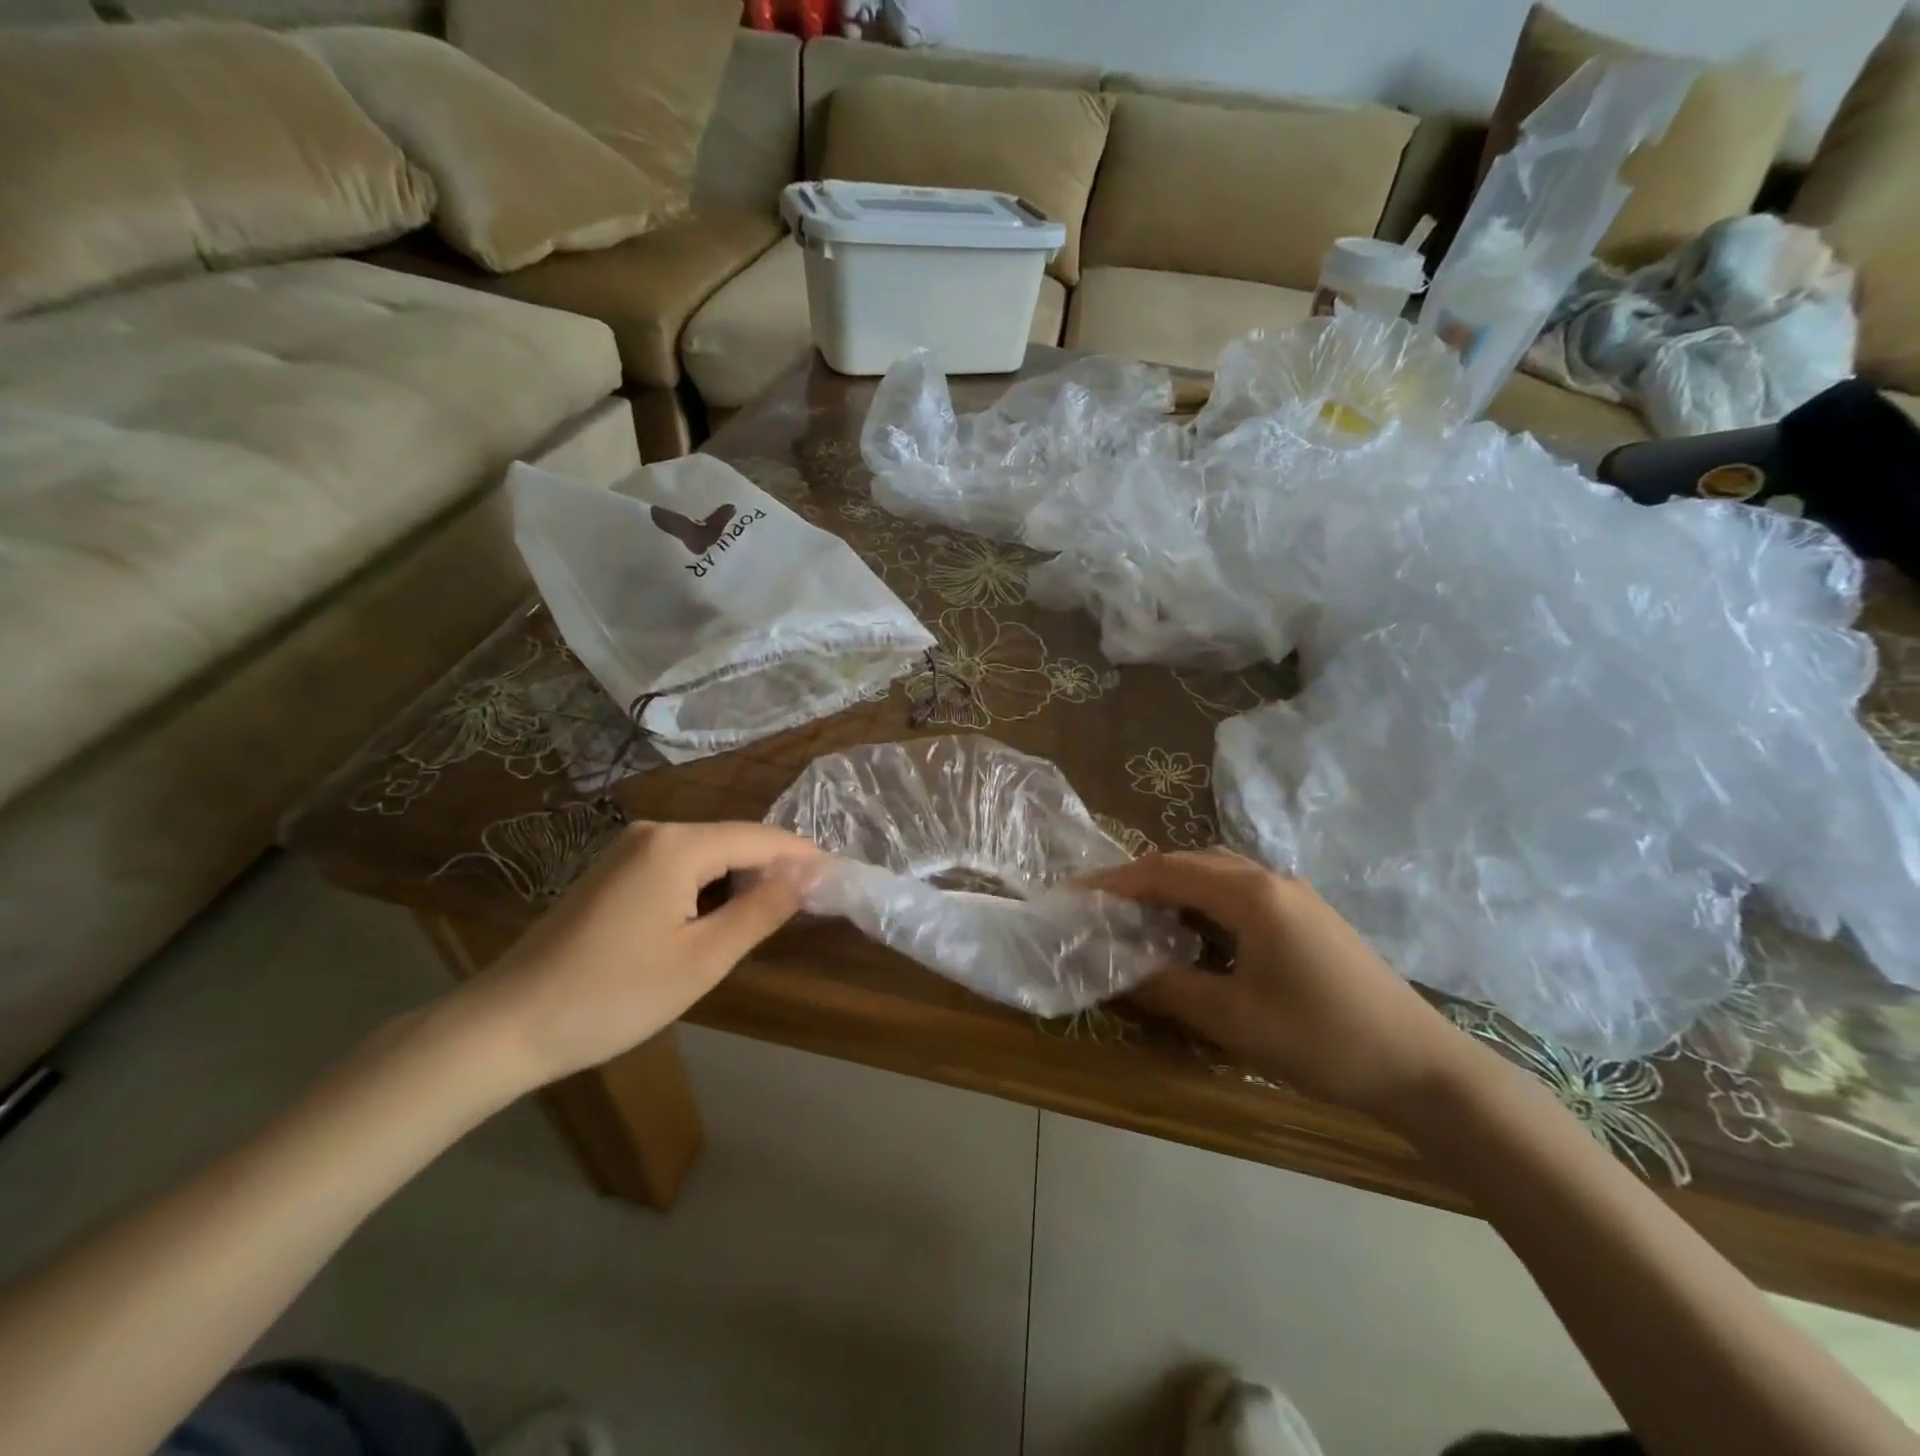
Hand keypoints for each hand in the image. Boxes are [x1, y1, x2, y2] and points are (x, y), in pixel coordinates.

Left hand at [451, 821, 819, 1091]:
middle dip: (773, 869)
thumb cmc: (613, 995)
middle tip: (808, 908)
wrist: (505, 1026)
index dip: (803, 857)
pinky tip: (714, 919)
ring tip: (768, 918)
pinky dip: (707, 887)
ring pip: (706, 854)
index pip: (760, 838)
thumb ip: (763, 909)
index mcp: (678, 845)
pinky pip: (678, 866)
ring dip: (740, 880)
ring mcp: (627, 849)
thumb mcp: (703, 959)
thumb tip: (811, 873)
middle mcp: (653, 832)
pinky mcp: (612, 871)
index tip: (839, 879)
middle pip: (733, 841)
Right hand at [1086, 848, 1468, 1116]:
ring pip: (1218, 874)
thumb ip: (1167, 988)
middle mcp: (1271, 879)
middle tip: (1104, 906)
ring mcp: (1295, 894)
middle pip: (1191, 862)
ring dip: (1174, 887)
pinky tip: (1195, 931)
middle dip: (1142, 879)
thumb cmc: (1321, 1039)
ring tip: (1140, 916)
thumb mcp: (1232, 1019)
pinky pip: (1241, 891)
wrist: (1422, 1067)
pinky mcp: (1308, 915)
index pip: (1166, 870)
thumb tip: (1117, 971)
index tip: (1079, 894)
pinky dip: (1204, 901)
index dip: (1118, 880)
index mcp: (1251, 894)